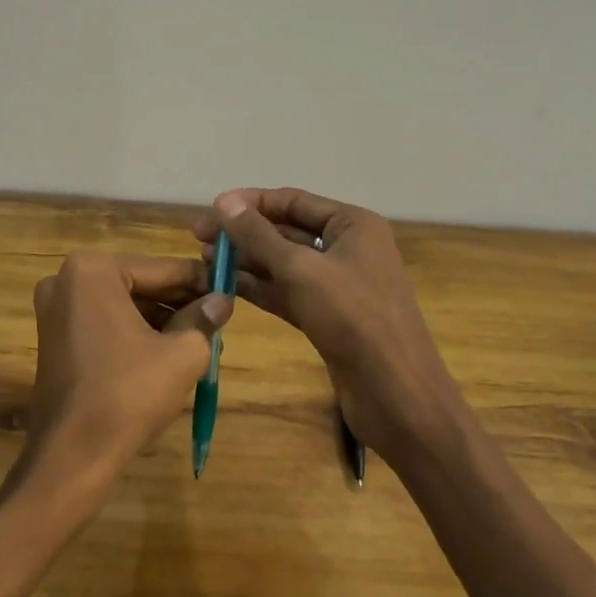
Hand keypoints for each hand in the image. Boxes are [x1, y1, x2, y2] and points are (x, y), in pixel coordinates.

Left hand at [23, 252, 232, 496]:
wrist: (73, 455)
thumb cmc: (128, 394)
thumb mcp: (182, 354)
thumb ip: (204, 320)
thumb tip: (222, 301)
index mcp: (94, 270)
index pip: (162, 269)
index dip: (199, 281)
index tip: (229, 289)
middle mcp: (66, 279)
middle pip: (140, 284)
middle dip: (178, 302)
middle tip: (217, 317)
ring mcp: (55, 309)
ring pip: (123, 305)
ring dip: (159, 319)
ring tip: (199, 338)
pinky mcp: (54, 337)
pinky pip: (104, 323)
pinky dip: (134, 333)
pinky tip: (166, 352)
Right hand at [195, 188, 463, 467]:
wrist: (397, 395)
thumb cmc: (354, 319)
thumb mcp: (301, 270)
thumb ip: (259, 235)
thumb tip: (223, 201)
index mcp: (352, 225)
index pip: (293, 201)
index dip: (250, 203)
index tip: (210, 210)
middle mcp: (347, 248)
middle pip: (286, 230)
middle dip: (244, 233)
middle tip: (198, 237)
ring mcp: (338, 285)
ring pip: (284, 264)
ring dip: (246, 260)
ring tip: (203, 260)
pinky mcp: (328, 317)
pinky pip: (287, 292)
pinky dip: (259, 288)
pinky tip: (225, 285)